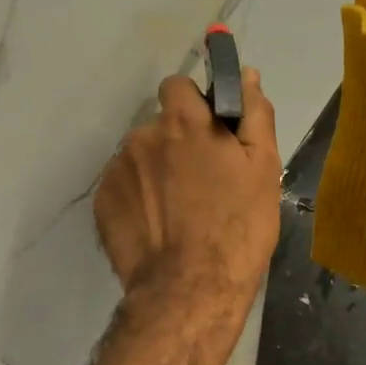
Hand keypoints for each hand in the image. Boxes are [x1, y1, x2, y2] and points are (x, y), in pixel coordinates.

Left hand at [94, 69, 280, 311]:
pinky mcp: (102, 202)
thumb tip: (247, 75)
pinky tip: (156, 227)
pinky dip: (137, 199)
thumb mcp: (263, 168)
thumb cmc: (237, 227)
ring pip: (140, 158)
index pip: (177, 86)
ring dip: (155, 172)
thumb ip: (253, 114)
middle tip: (200, 183)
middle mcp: (142, 136)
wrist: (190, 289)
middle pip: (159, 126)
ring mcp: (117, 170)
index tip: (208, 132)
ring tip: (177, 212)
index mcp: (183, 121)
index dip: (193, 104)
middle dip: (176, 143)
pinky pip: (123, 187)